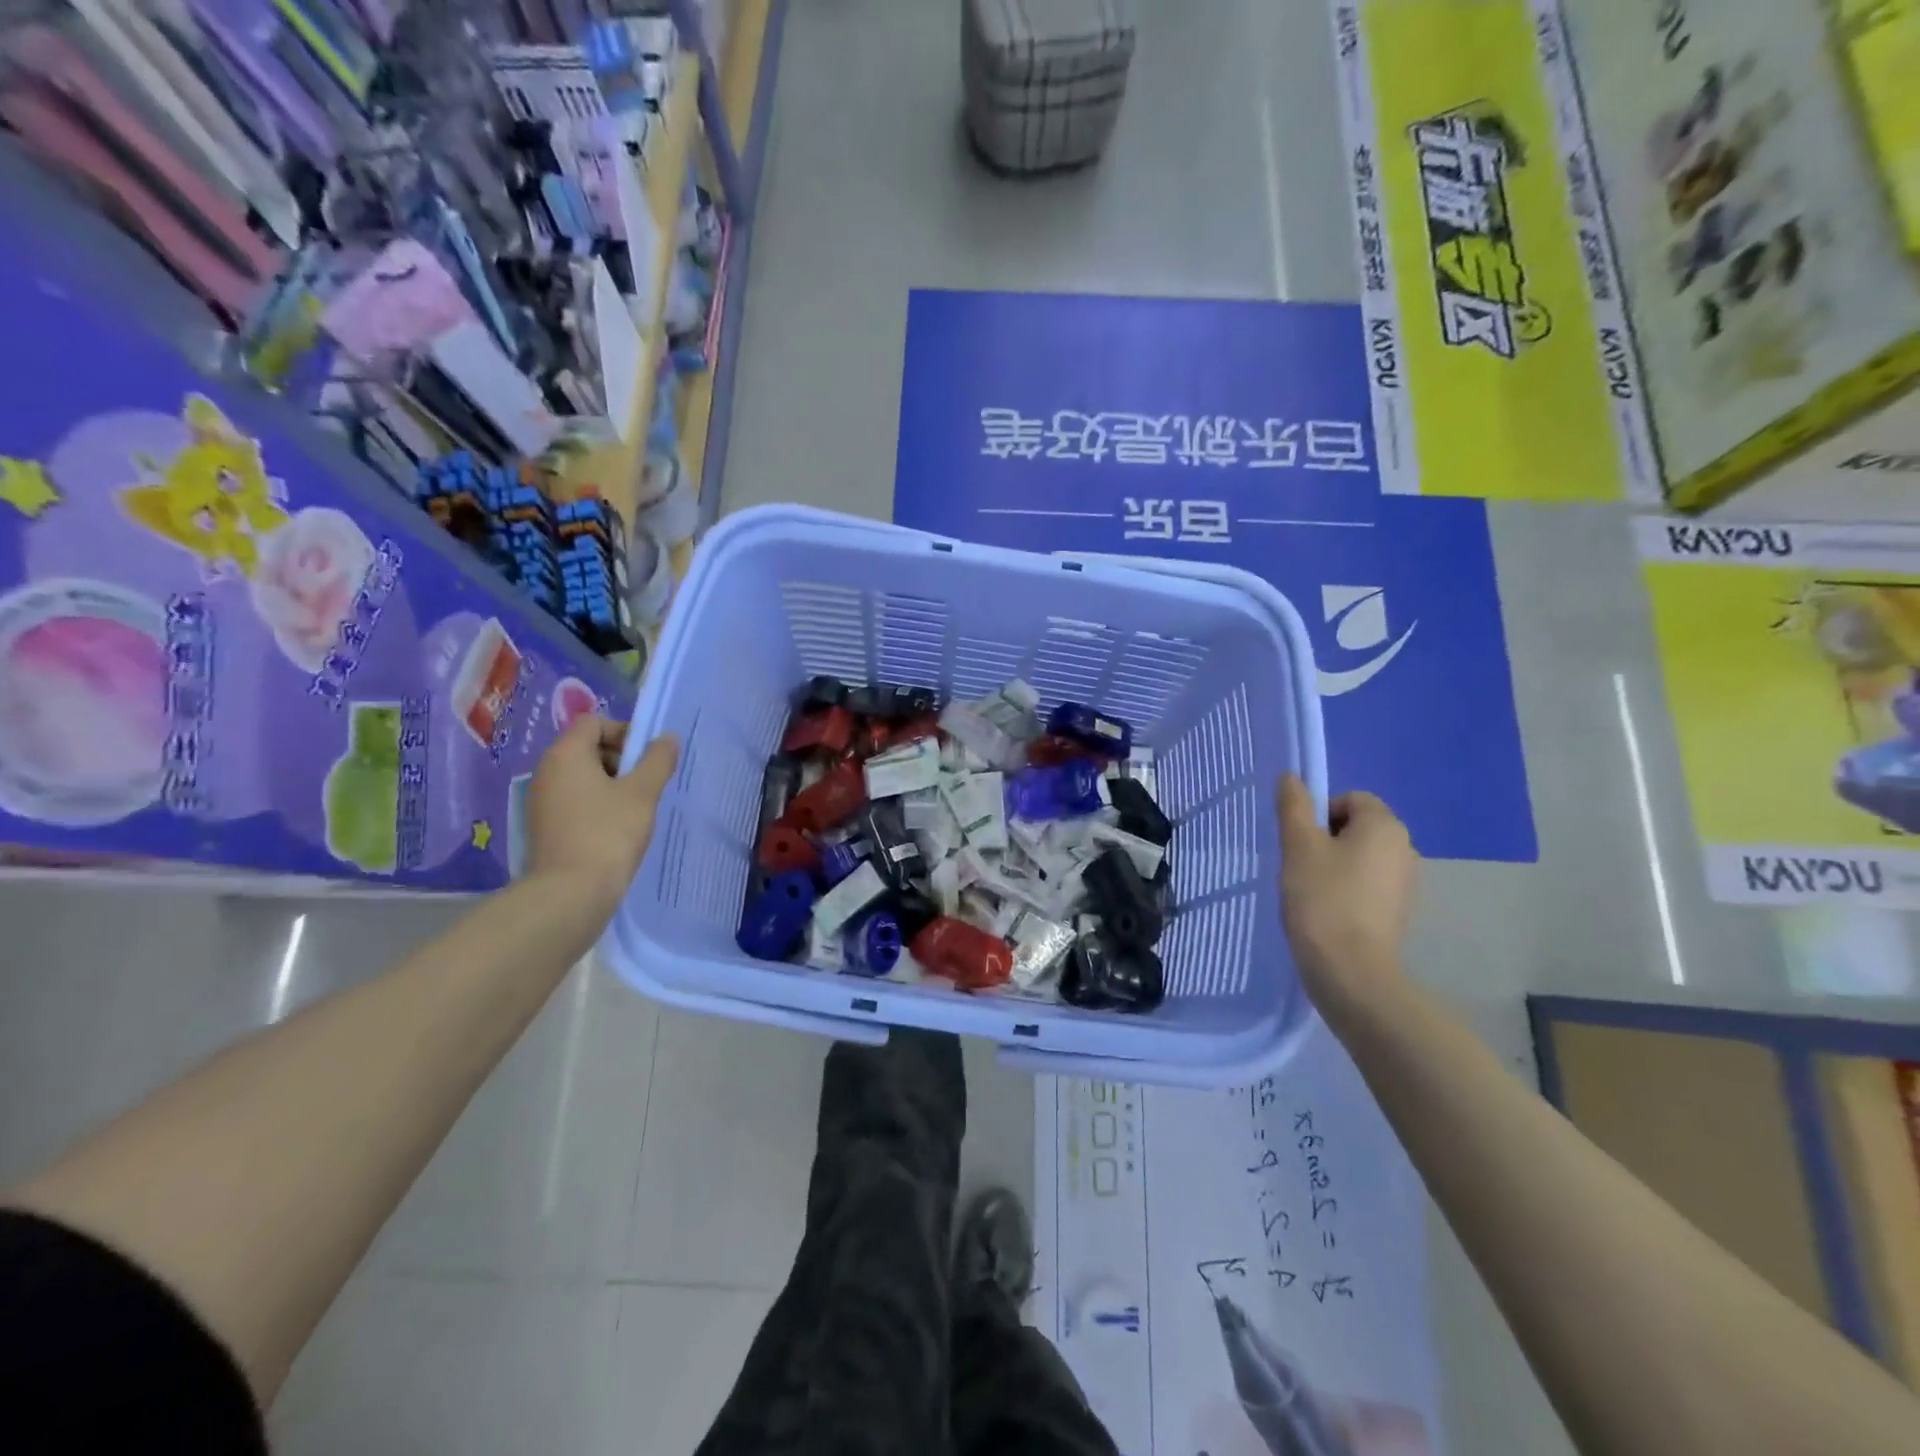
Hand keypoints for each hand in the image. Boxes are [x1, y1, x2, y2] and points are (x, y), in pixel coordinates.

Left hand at [526, 715, 678, 912]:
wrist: (570, 894)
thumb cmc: (608, 834)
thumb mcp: (642, 793)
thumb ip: (657, 760)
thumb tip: (667, 737)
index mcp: (566, 755)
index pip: (594, 722)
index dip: (625, 732)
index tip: (647, 760)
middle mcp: (547, 771)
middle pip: (588, 747)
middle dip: (621, 760)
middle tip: (645, 786)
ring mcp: (542, 800)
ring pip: (583, 777)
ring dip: (612, 785)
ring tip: (635, 810)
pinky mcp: (545, 826)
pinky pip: (576, 801)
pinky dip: (598, 806)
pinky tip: (617, 830)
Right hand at [1277, 774, 1418, 1007]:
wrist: (1351, 972)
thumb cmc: (1322, 899)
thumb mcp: (1298, 846)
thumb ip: (1293, 806)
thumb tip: (1291, 777)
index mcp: (1385, 826)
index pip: (1349, 799)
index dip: (1318, 815)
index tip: (1300, 843)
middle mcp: (1405, 848)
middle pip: (1356, 827)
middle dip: (1326, 840)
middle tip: (1300, 866)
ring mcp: (1406, 883)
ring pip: (1361, 857)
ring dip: (1335, 866)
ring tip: (1311, 892)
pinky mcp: (1399, 911)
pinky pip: (1368, 885)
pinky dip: (1347, 891)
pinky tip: (1328, 912)